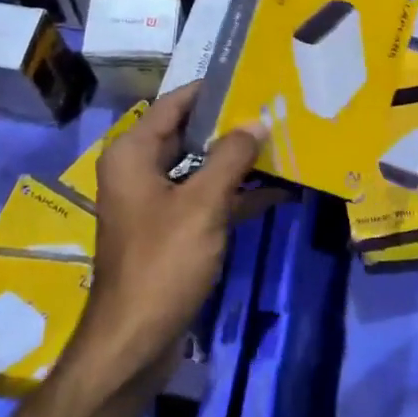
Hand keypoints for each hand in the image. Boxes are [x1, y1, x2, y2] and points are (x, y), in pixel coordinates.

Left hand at [63, 83, 275, 405]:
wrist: (135, 339)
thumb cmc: (163, 262)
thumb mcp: (203, 205)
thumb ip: (230, 158)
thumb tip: (256, 122)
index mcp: (133, 154)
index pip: (174, 104)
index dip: (211, 90)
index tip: (251, 77)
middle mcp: (139, 171)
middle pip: (188, 134)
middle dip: (231, 126)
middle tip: (275, 108)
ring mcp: (154, 203)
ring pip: (200, 169)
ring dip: (238, 162)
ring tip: (284, 144)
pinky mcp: (170, 231)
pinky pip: (205, 200)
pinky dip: (235, 195)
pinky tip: (278, 191)